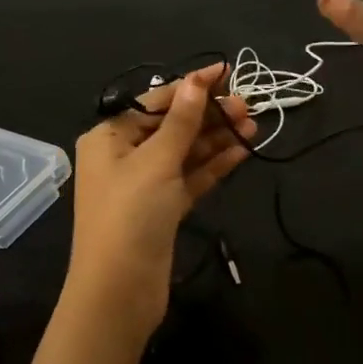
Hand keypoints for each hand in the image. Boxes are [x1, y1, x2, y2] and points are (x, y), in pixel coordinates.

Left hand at [66, 64, 255, 343]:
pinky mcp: (163, 209)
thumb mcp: (156, 161)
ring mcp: (144, 184)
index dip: (191, 85)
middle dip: (208, 114)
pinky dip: (213, 165)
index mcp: (109, 137)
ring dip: (216, 138)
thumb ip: (181, 121)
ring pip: (185, 152)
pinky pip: (190, 178)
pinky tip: (241, 152)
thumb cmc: (130, 215)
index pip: (155, 101)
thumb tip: (196, 80)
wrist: (118, 293)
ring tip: (253, 125)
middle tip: (248, 106)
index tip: (226, 71)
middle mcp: (124, 156)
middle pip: (172, 125)